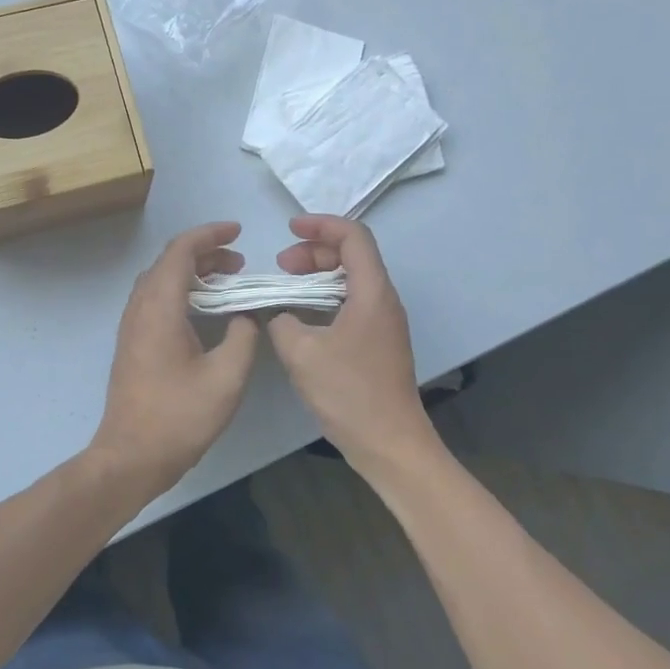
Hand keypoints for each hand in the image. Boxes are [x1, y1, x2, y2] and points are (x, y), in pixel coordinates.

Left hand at [89, 222, 260, 496]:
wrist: (130, 456)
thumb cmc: (178, 418)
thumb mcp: (226, 378)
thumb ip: (243, 338)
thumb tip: (245, 317)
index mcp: (160, 308)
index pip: (181, 252)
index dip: (209, 235)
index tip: (238, 233)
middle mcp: (140, 308)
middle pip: (168, 262)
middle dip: (204, 253)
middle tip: (239, 262)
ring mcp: (131, 326)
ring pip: (160, 280)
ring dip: (192, 272)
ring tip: (226, 281)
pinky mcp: (132, 342)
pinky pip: (155, 299)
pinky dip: (181, 290)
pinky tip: (204, 310)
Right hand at [267, 215, 438, 477]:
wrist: (389, 443)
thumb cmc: (349, 393)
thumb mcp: (302, 352)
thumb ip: (282, 321)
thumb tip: (280, 314)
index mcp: (372, 292)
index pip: (354, 237)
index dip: (321, 225)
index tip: (290, 230)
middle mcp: (383, 300)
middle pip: (353, 256)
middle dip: (315, 252)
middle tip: (282, 265)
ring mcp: (383, 323)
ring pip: (351, 281)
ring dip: (318, 276)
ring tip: (286, 288)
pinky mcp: (378, 343)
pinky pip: (351, 304)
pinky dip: (324, 299)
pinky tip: (301, 317)